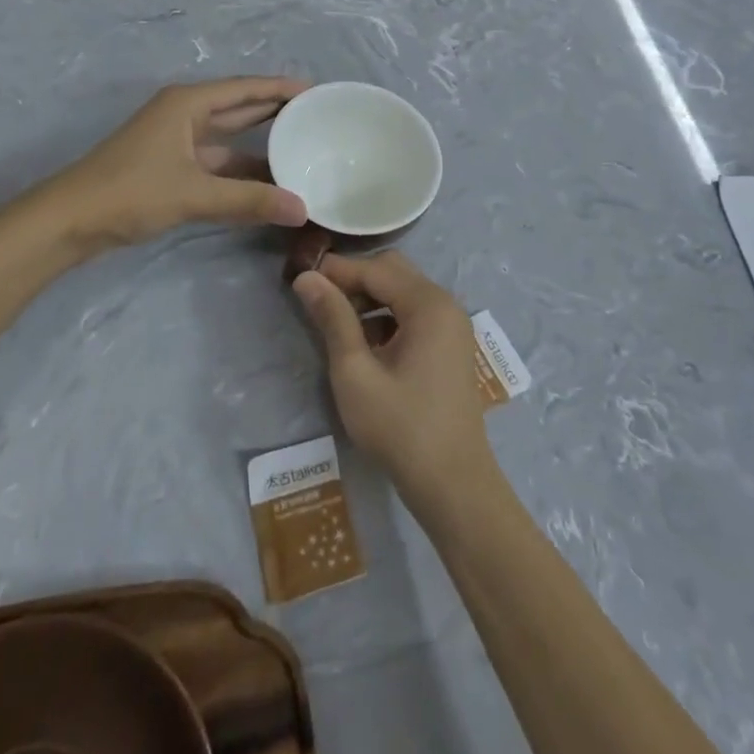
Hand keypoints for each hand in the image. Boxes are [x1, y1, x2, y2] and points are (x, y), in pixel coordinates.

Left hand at [45, 77, 308, 252]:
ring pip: (228, 139)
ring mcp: (175, 142)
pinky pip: (217, 163)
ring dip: (260, 146)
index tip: (318, 92)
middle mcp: (184, 115)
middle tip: (317, 117)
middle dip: (275, 112)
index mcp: (188, 104)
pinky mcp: (170, 168)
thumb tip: (302, 210)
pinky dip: (241, 171)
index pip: (246, 89)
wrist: (69, 221)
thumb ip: (248, 201)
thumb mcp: (193, 194)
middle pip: (238, 108)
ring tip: (302, 150)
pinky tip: (267, 183)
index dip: (281, 89)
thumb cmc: (129, 192)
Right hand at [292, 251, 495, 507]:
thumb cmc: (400, 428)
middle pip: (393, 272)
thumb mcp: (355, 373)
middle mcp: (446, 304)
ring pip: (403, 292)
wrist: (454, 485)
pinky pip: (414, 314)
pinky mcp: (450, 346)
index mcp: (428, 304)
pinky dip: (387, 317)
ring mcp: (452, 325)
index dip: (336, 270)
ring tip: (337, 325)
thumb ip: (332, 319)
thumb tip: (306, 278)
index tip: (300, 280)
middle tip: (319, 302)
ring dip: (369, 299)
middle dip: (354, 280)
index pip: (375, 268)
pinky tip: (365, 345)